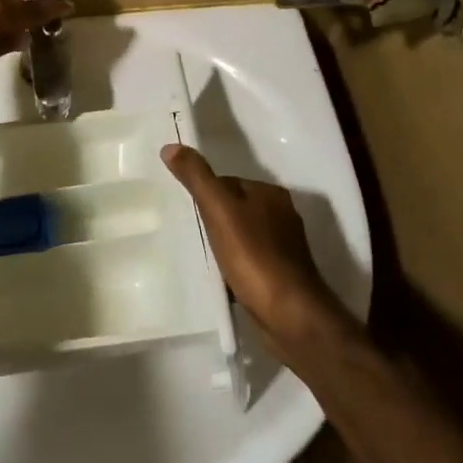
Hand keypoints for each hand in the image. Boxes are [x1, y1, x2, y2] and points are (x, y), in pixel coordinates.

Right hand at [162, 143, 348, 352]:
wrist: (291, 316)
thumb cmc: (254, 256)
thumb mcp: (219, 211)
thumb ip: (197, 178)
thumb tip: (171, 146)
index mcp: (270, 193)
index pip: (228, 182)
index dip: (206, 195)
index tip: (189, 212)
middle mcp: (283, 214)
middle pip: (236, 208)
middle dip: (216, 221)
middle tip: (194, 237)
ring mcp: (287, 246)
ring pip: (244, 235)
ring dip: (226, 245)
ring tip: (207, 260)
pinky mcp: (285, 275)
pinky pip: (253, 260)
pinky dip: (238, 266)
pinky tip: (226, 280)